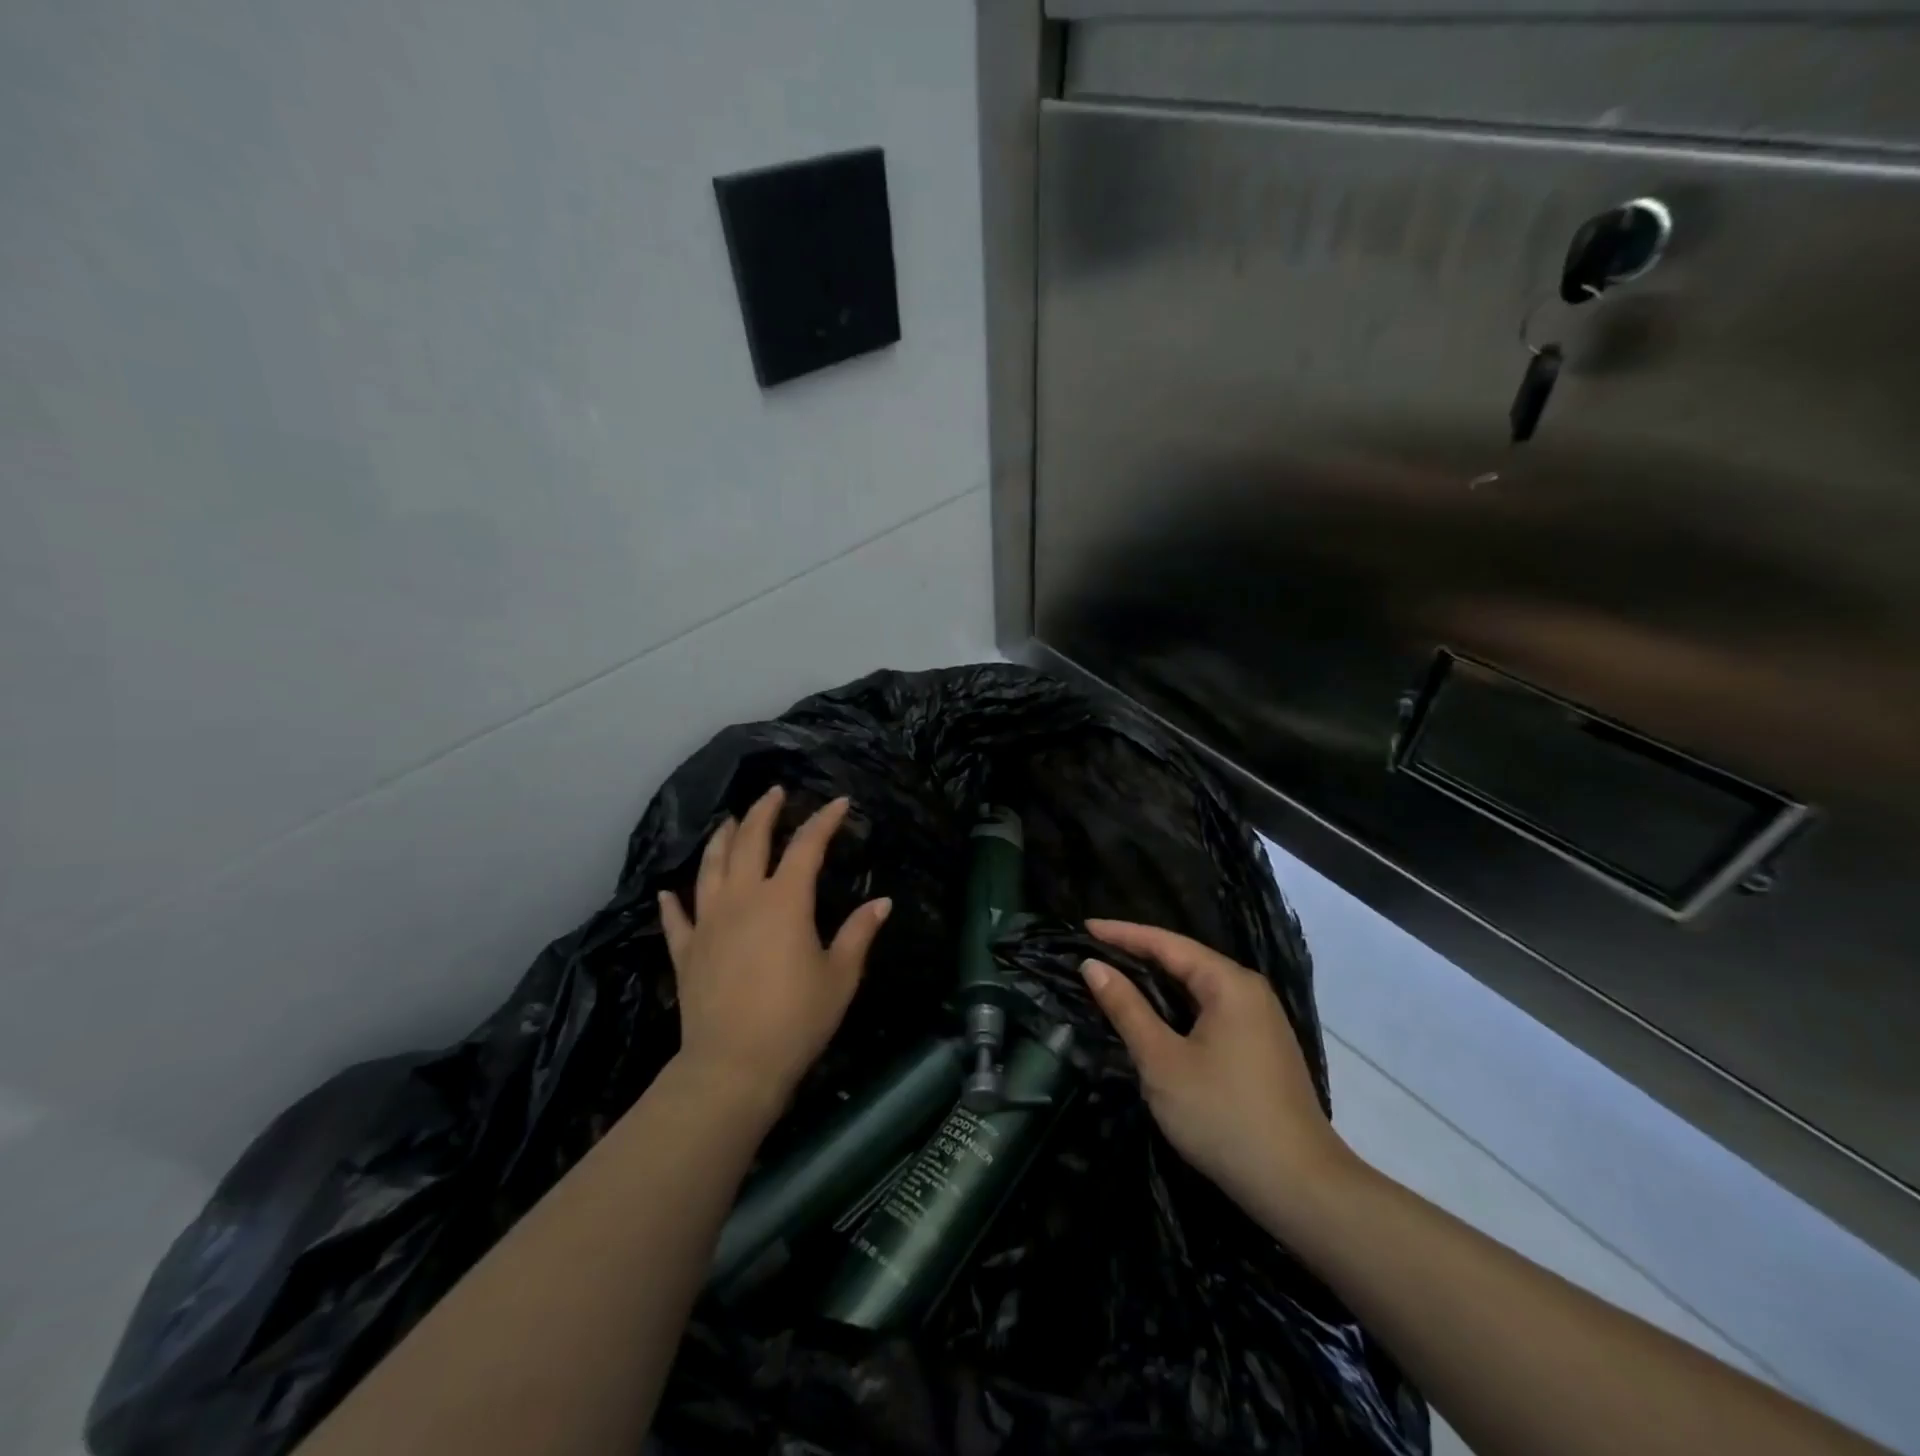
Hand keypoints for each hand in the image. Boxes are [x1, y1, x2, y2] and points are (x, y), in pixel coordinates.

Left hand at [659, 787, 890, 1109]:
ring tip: (728, 822)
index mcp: (784, 900)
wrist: (733, 1065)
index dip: (823, 821)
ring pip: (710, 867)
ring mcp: (708, 922)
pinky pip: (676, 918)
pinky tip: (669, 892)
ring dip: (721, 839)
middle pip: (749, 842)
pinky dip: (673, 902)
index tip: (838, 803)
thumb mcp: (840, 976)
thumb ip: (859, 934)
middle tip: (774, 793)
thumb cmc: (796, 1019)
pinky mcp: (686, 951)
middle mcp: (743, 899)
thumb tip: (882, 902)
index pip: (806, 846)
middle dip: (763, 813)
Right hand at [1081, 919, 1358, 1235]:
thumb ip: (1127, 1008)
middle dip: (1138, 953)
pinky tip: (1154, 1017)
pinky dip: (1176, 1006)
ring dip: (1157, 982)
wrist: (1300, 1188)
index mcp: (1229, 983)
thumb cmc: (1224, 1116)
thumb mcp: (1162, 1061)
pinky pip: (1210, 1010)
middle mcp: (1249, 991)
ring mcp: (1260, 1020)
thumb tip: (1094, 966)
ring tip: (1114, 977)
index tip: (1084, 927)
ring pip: (1198, 987)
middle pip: (1185, 960)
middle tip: (1093, 951)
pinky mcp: (1261, 1048)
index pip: (1166, 943)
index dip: (1122, 934)